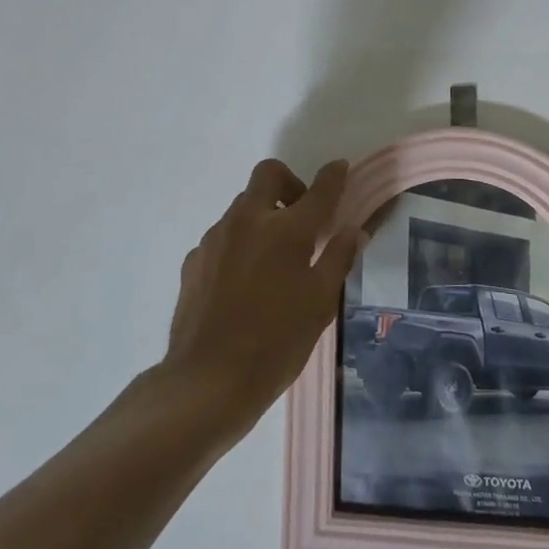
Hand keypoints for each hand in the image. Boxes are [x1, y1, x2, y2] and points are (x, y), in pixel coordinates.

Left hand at [163, 158, 360, 433]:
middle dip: (289, 184)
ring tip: (273, 259)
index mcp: (287, 231)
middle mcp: (249, 221)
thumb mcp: (319, 303)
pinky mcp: (194, 259)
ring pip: (243, 206)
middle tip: (301, 218)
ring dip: (263, 216)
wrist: (207, 380)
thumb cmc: (276, 343)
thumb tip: (354, 230)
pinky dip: (239, 243)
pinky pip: (223, 236)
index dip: (333, 176)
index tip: (340, 168)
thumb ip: (338, 259)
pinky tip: (244, 282)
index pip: (319, 190)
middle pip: (269, 175)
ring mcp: (216, 238)